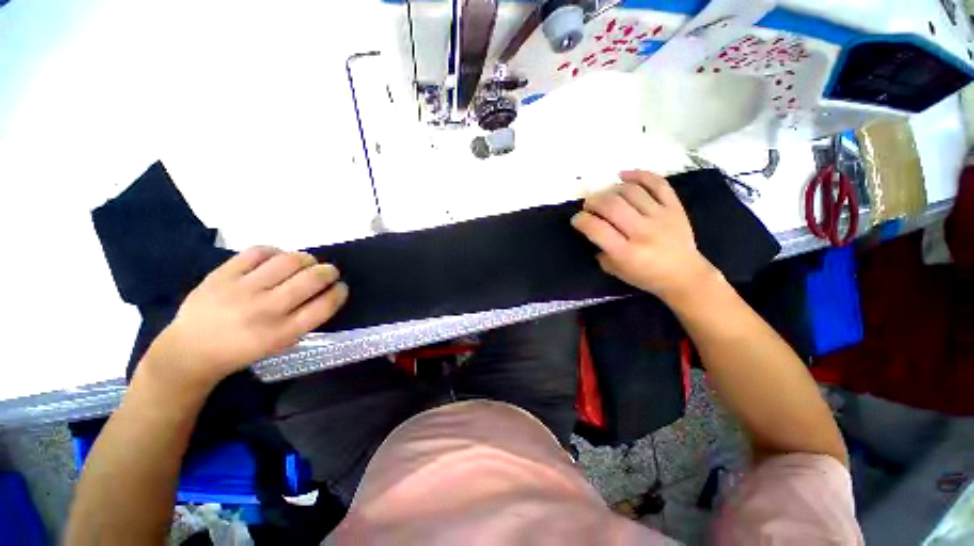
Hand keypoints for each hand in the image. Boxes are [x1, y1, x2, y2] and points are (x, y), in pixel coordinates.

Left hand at [146, 247, 348, 389]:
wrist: (189, 351)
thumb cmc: (242, 351)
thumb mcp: (280, 344)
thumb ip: (305, 318)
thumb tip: (325, 290)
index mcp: (283, 333)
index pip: (325, 305)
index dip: (340, 292)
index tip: (341, 287)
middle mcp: (266, 310)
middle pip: (312, 279)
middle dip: (329, 271)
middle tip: (329, 272)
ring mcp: (242, 290)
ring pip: (289, 261)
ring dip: (307, 259)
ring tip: (306, 263)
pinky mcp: (222, 274)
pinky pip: (259, 252)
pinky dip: (276, 252)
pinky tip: (277, 259)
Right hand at [571, 170, 717, 301]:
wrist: (684, 275)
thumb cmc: (645, 276)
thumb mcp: (615, 271)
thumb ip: (601, 251)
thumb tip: (592, 228)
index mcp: (626, 253)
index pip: (597, 228)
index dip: (581, 220)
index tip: (577, 219)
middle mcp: (642, 232)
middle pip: (611, 205)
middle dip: (593, 201)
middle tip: (588, 205)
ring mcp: (661, 217)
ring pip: (631, 191)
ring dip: (610, 190)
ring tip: (605, 196)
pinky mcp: (675, 207)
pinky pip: (657, 183)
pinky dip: (638, 175)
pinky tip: (623, 176)